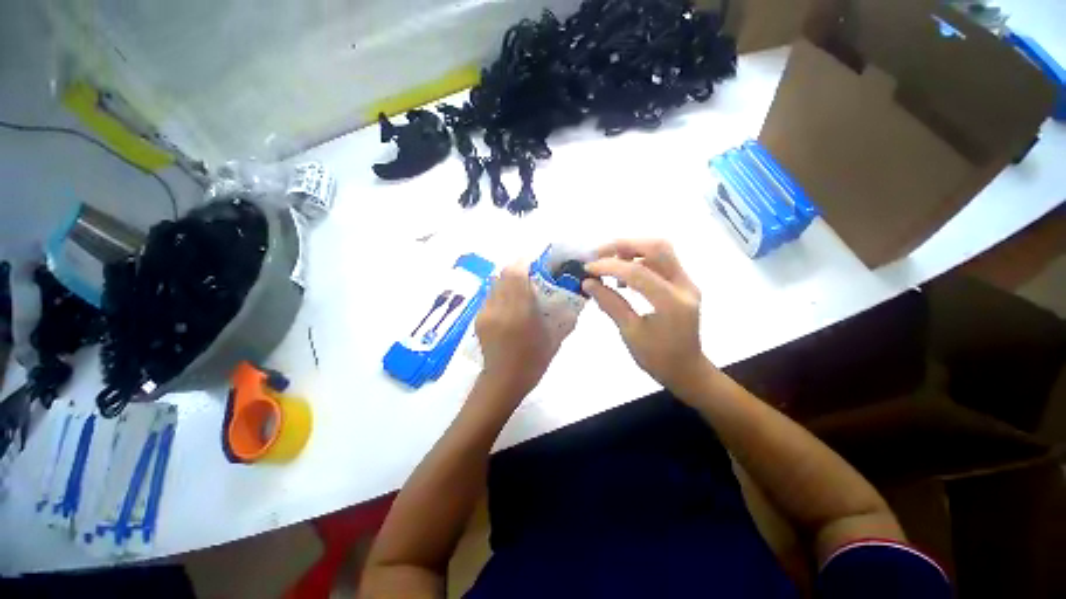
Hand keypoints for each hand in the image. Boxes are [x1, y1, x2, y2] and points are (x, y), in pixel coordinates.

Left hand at [475, 263, 562, 400]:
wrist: (504, 380)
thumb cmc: (534, 361)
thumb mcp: (555, 337)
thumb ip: (565, 315)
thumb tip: (576, 297)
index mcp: (519, 313)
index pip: (514, 274)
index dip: (523, 262)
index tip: (535, 261)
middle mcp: (499, 308)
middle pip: (502, 274)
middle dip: (517, 268)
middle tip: (530, 274)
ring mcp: (486, 313)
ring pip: (494, 283)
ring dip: (507, 280)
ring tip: (519, 287)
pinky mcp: (478, 318)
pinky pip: (490, 296)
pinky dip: (500, 292)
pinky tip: (509, 303)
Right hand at [583, 239, 714, 399]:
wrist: (687, 370)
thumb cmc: (657, 358)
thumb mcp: (629, 333)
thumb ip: (610, 303)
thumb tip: (588, 283)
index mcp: (672, 303)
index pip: (638, 273)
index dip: (609, 266)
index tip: (587, 269)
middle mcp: (684, 286)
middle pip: (657, 247)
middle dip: (623, 245)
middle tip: (598, 255)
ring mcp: (686, 282)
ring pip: (660, 249)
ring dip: (631, 250)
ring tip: (608, 263)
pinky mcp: (683, 283)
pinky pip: (661, 261)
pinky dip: (639, 260)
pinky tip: (624, 276)